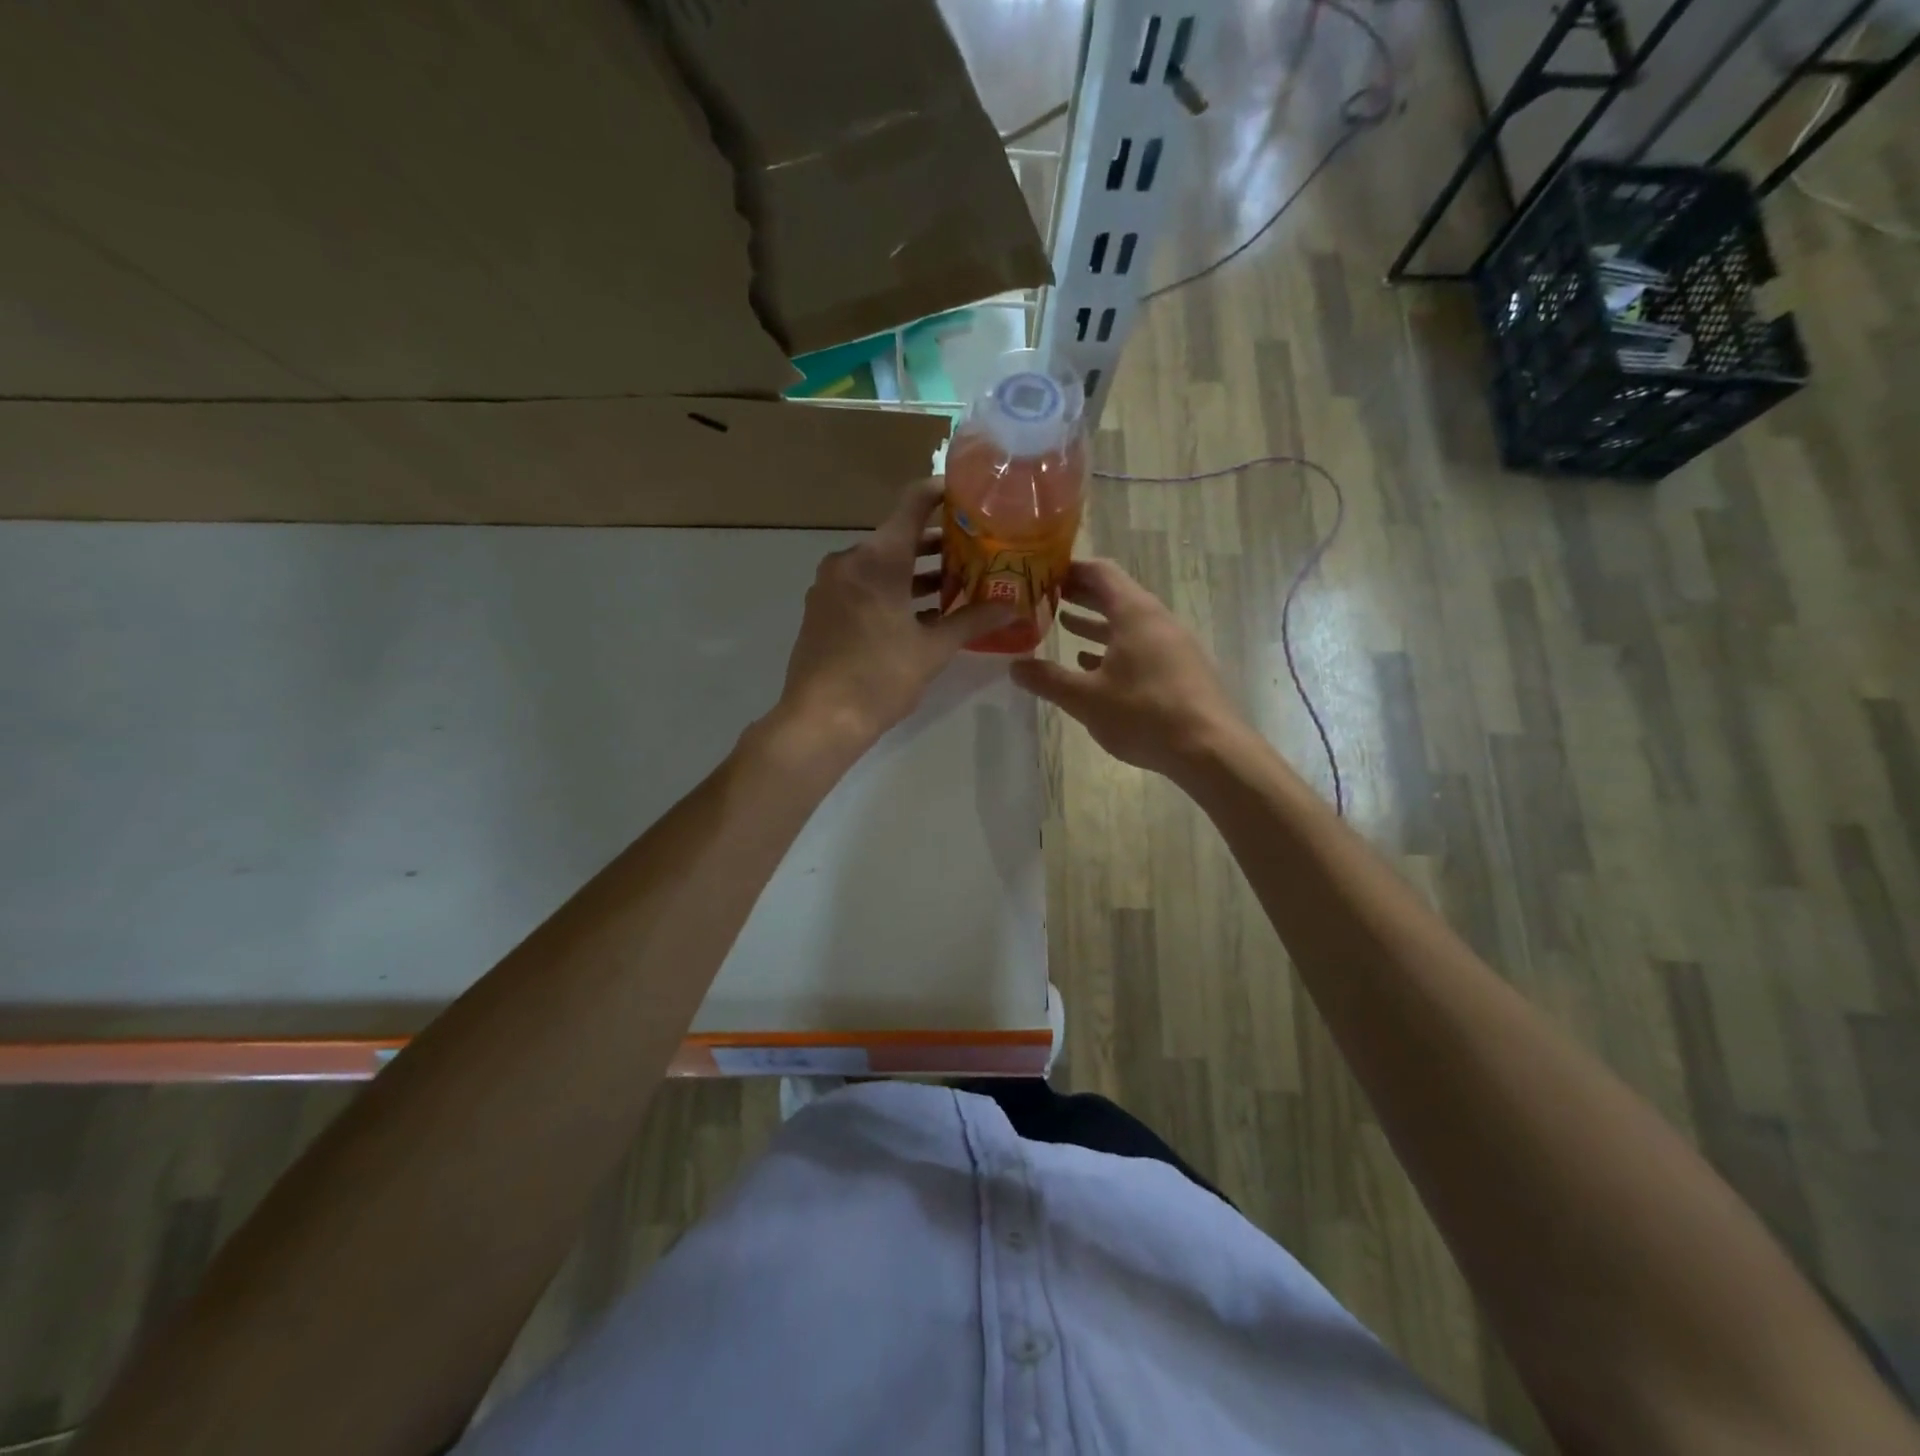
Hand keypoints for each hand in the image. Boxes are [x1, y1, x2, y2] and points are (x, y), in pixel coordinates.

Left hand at [776, 478, 1013, 748]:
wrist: (820, 720)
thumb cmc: (880, 677)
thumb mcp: (933, 649)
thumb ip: (972, 620)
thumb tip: (1013, 606)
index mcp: (878, 558)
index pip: (914, 502)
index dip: (943, 493)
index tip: (972, 497)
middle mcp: (850, 559)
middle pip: (899, 536)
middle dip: (938, 544)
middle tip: (977, 551)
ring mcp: (831, 584)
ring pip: (880, 564)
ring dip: (915, 572)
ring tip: (956, 584)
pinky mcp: (822, 608)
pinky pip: (863, 585)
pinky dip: (891, 590)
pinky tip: (919, 613)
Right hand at [1009, 559, 1244, 777]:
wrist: (1210, 750)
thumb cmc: (1144, 714)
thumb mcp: (1086, 698)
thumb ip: (1048, 680)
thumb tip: (1015, 667)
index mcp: (1134, 613)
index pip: (1100, 572)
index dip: (1069, 569)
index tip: (1040, 572)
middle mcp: (1157, 619)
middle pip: (1114, 595)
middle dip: (1079, 594)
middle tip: (1044, 596)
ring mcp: (1173, 644)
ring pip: (1127, 623)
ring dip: (1095, 622)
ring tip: (1062, 624)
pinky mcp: (1180, 668)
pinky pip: (1141, 645)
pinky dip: (1114, 647)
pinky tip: (1092, 664)